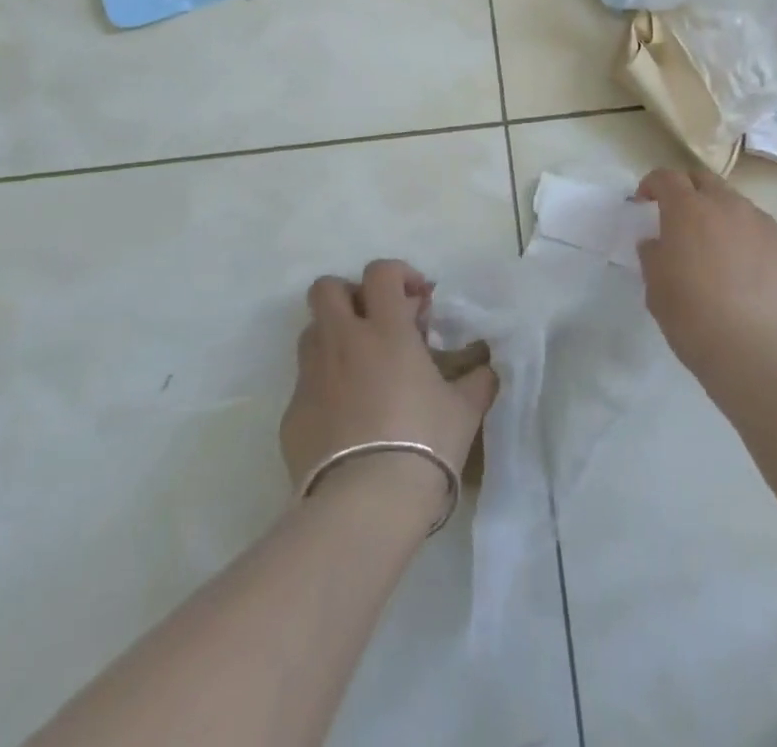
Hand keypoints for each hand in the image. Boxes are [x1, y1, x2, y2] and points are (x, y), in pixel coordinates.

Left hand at [281, 259, 498, 509]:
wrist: (365, 504)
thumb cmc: (423, 442)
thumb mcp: (465, 409)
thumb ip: (477, 380)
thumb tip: (485, 370)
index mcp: (386, 330)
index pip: (380, 272)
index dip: (399, 275)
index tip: (418, 301)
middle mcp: (342, 342)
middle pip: (327, 289)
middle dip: (351, 295)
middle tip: (377, 323)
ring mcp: (311, 377)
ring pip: (311, 332)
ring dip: (334, 337)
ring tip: (360, 368)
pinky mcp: (292, 414)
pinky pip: (305, 383)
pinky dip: (324, 386)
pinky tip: (346, 417)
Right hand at [634, 168, 776, 368]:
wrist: (758, 351)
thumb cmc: (694, 317)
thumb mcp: (656, 287)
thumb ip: (653, 255)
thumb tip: (657, 243)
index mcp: (688, 209)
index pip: (667, 177)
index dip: (653, 184)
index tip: (645, 201)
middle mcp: (727, 205)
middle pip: (704, 180)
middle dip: (688, 191)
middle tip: (680, 218)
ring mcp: (763, 223)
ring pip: (737, 205)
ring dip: (721, 216)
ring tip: (718, 250)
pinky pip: (762, 230)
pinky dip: (749, 239)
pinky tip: (748, 272)